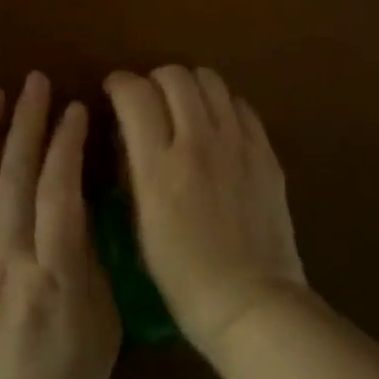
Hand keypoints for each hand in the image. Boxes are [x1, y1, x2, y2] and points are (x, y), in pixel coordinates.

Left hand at [0, 73, 120, 378]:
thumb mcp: (104, 318)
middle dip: (26, 123)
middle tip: (35, 82)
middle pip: (14, 177)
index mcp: (53, 270)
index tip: (76, 107)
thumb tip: (82, 201)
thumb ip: (90, 256)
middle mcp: (5, 258)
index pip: (59, 190)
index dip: (67, 144)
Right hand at [104, 66, 306, 359]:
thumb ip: (133, 170)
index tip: (114, 91)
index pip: (135, 94)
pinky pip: (241, 105)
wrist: (251, 301)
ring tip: (184, 108)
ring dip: (189, 86)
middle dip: (154, 80)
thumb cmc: (183, 277)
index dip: (119, 84)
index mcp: (159, 167)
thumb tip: (129, 135)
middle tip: (150, 101)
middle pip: (174, 76)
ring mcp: (237, 144)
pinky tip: (218, 127)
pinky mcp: (265, 152)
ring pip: (210, 80)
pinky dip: (222, 105)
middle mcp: (198, 142)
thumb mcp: (140, 225)